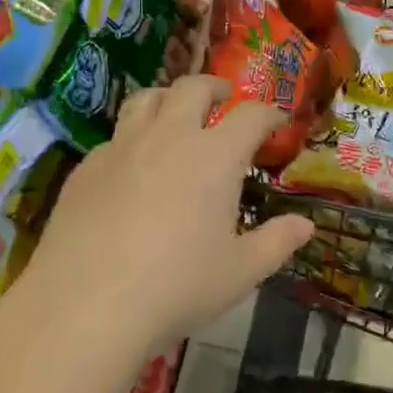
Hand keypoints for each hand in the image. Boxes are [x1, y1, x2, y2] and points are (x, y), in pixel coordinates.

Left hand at [20, 75, 314, 353]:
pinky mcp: (86, 168)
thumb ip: (277, 243)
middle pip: (193, 87)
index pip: (250, 115)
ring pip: (146, 99)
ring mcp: (122, 148)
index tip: (277, 122)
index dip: (269, 113)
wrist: (86, 305)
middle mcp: (169, 137)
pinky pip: (115, 136)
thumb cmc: (177, 287)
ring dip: (169, 98)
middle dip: (215, 87)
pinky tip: (133, 168)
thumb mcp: (241, 272)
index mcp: (214, 156)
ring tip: (176, 114)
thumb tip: (306, 225)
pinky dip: (133, 138)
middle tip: (224, 99)